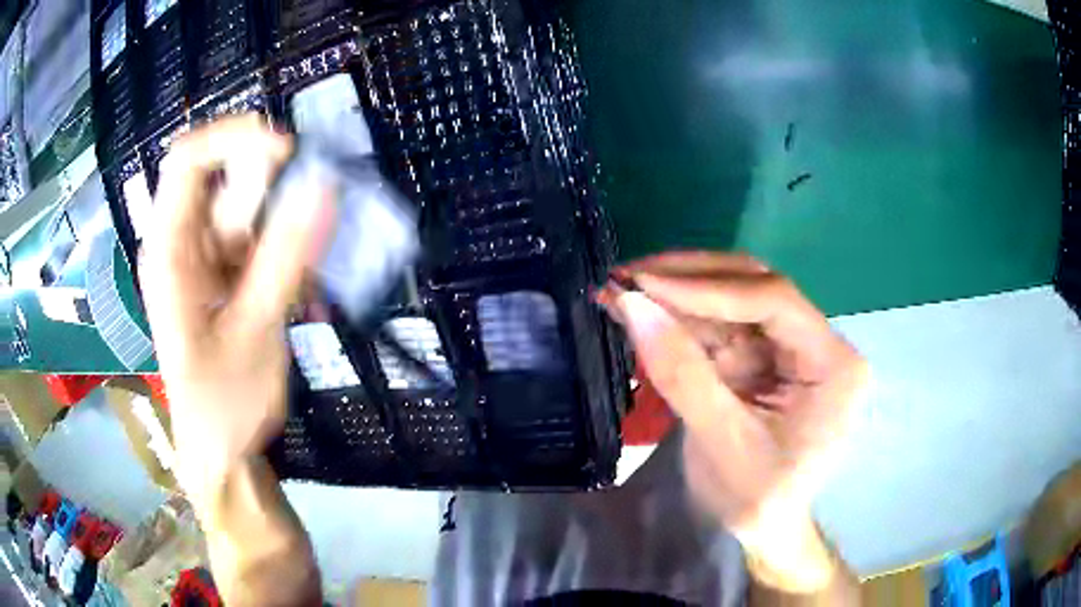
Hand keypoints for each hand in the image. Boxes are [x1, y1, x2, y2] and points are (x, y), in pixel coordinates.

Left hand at [141, 116, 331, 503]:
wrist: (220, 451)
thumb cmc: (222, 404)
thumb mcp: (253, 334)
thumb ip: (284, 261)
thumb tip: (323, 188)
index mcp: (168, 250)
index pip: (188, 161)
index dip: (233, 138)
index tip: (287, 151)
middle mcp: (182, 242)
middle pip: (222, 177)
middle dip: (268, 186)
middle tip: (311, 217)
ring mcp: (205, 256)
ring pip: (248, 208)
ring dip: (284, 224)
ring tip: (306, 274)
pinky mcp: (226, 273)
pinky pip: (259, 237)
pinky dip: (286, 247)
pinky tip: (301, 286)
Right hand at [598, 252, 866, 589]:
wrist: (765, 530)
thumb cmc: (757, 499)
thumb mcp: (721, 444)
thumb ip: (682, 374)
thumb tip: (633, 304)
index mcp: (833, 365)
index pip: (774, 302)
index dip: (707, 287)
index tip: (644, 282)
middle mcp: (818, 344)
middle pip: (754, 289)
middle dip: (688, 281)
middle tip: (627, 275)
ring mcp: (790, 348)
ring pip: (731, 301)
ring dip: (676, 296)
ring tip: (622, 289)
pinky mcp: (763, 358)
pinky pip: (720, 327)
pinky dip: (678, 321)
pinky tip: (643, 313)